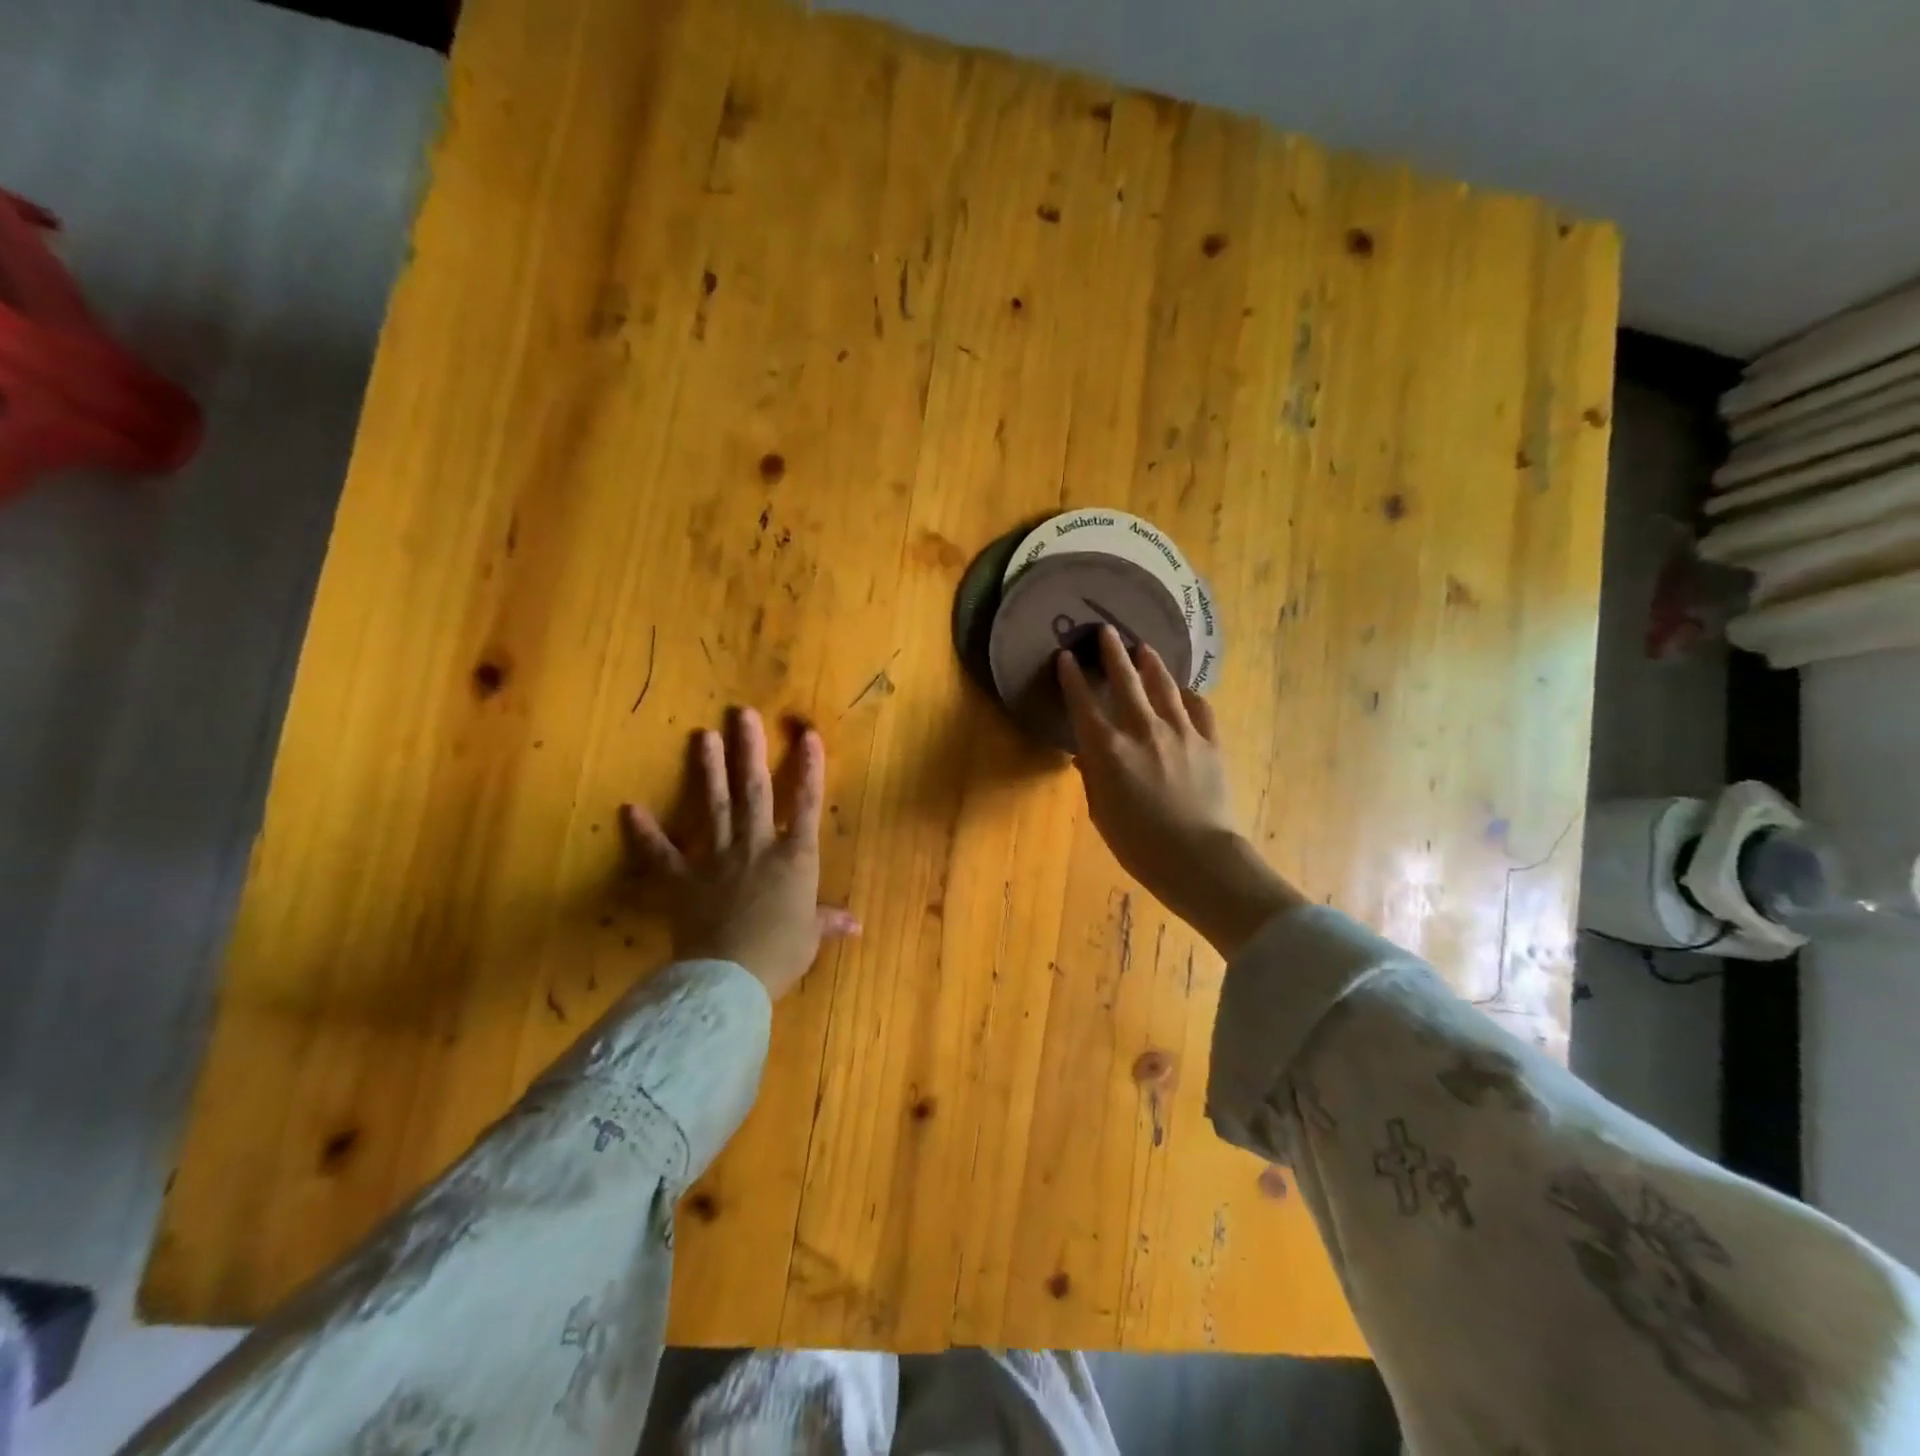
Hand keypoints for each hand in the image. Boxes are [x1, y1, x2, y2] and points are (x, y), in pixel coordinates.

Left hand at [621, 708, 857, 1000]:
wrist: (730, 976)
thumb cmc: (780, 954)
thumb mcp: (810, 937)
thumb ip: (828, 921)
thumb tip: (857, 925)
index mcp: (794, 857)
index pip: (805, 804)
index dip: (808, 768)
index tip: (807, 734)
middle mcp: (757, 846)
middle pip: (755, 790)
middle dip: (749, 750)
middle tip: (742, 714)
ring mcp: (717, 859)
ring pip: (715, 806)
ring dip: (708, 770)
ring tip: (702, 735)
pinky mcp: (683, 879)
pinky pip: (662, 853)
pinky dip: (645, 832)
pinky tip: (629, 808)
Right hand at [1058, 626, 1303, 957]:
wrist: (1198, 858)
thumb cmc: (1139, 845)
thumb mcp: (1102, 813)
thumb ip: (1093, 777)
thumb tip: (1087, 754)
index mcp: (1109, 750)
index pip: (1084, 704)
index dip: (1072, 678)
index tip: (1065, 657)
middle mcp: (1142, 730)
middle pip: (1125, 681)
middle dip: (1112, 653)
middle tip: (1106, 631)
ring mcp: (1180, 732)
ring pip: (1163, 685)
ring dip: (1151, 663)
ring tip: (1144, 648)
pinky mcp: (1210, 741)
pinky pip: (1199, 707)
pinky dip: (1188, 695)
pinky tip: (1184, 690)